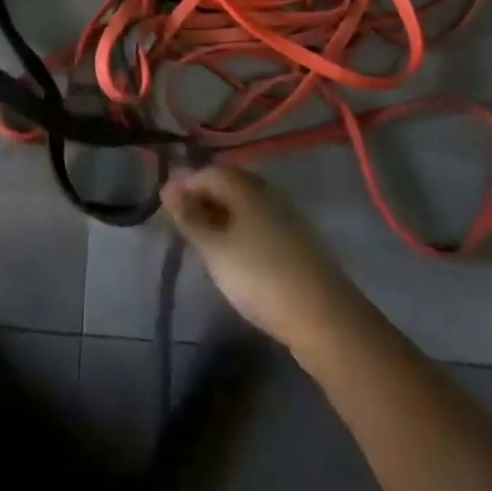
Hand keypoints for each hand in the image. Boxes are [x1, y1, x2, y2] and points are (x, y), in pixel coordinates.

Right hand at [161, 165, 362, 352]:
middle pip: (229, 184)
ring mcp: (286, 216)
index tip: (166, 210)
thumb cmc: (260, 277)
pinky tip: (235, 254)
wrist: (324, 318)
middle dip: (203, 199)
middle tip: (183, 225)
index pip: (208, 172)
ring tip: (205, 242)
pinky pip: (259, 222)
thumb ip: (190, 217)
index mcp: (246, 188)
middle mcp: (268, 193)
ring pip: (245, 205)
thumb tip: (168, 186)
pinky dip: (241, 230)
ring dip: (222, 215)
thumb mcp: (215, 249)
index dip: (184, 186)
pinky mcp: (297, 241)